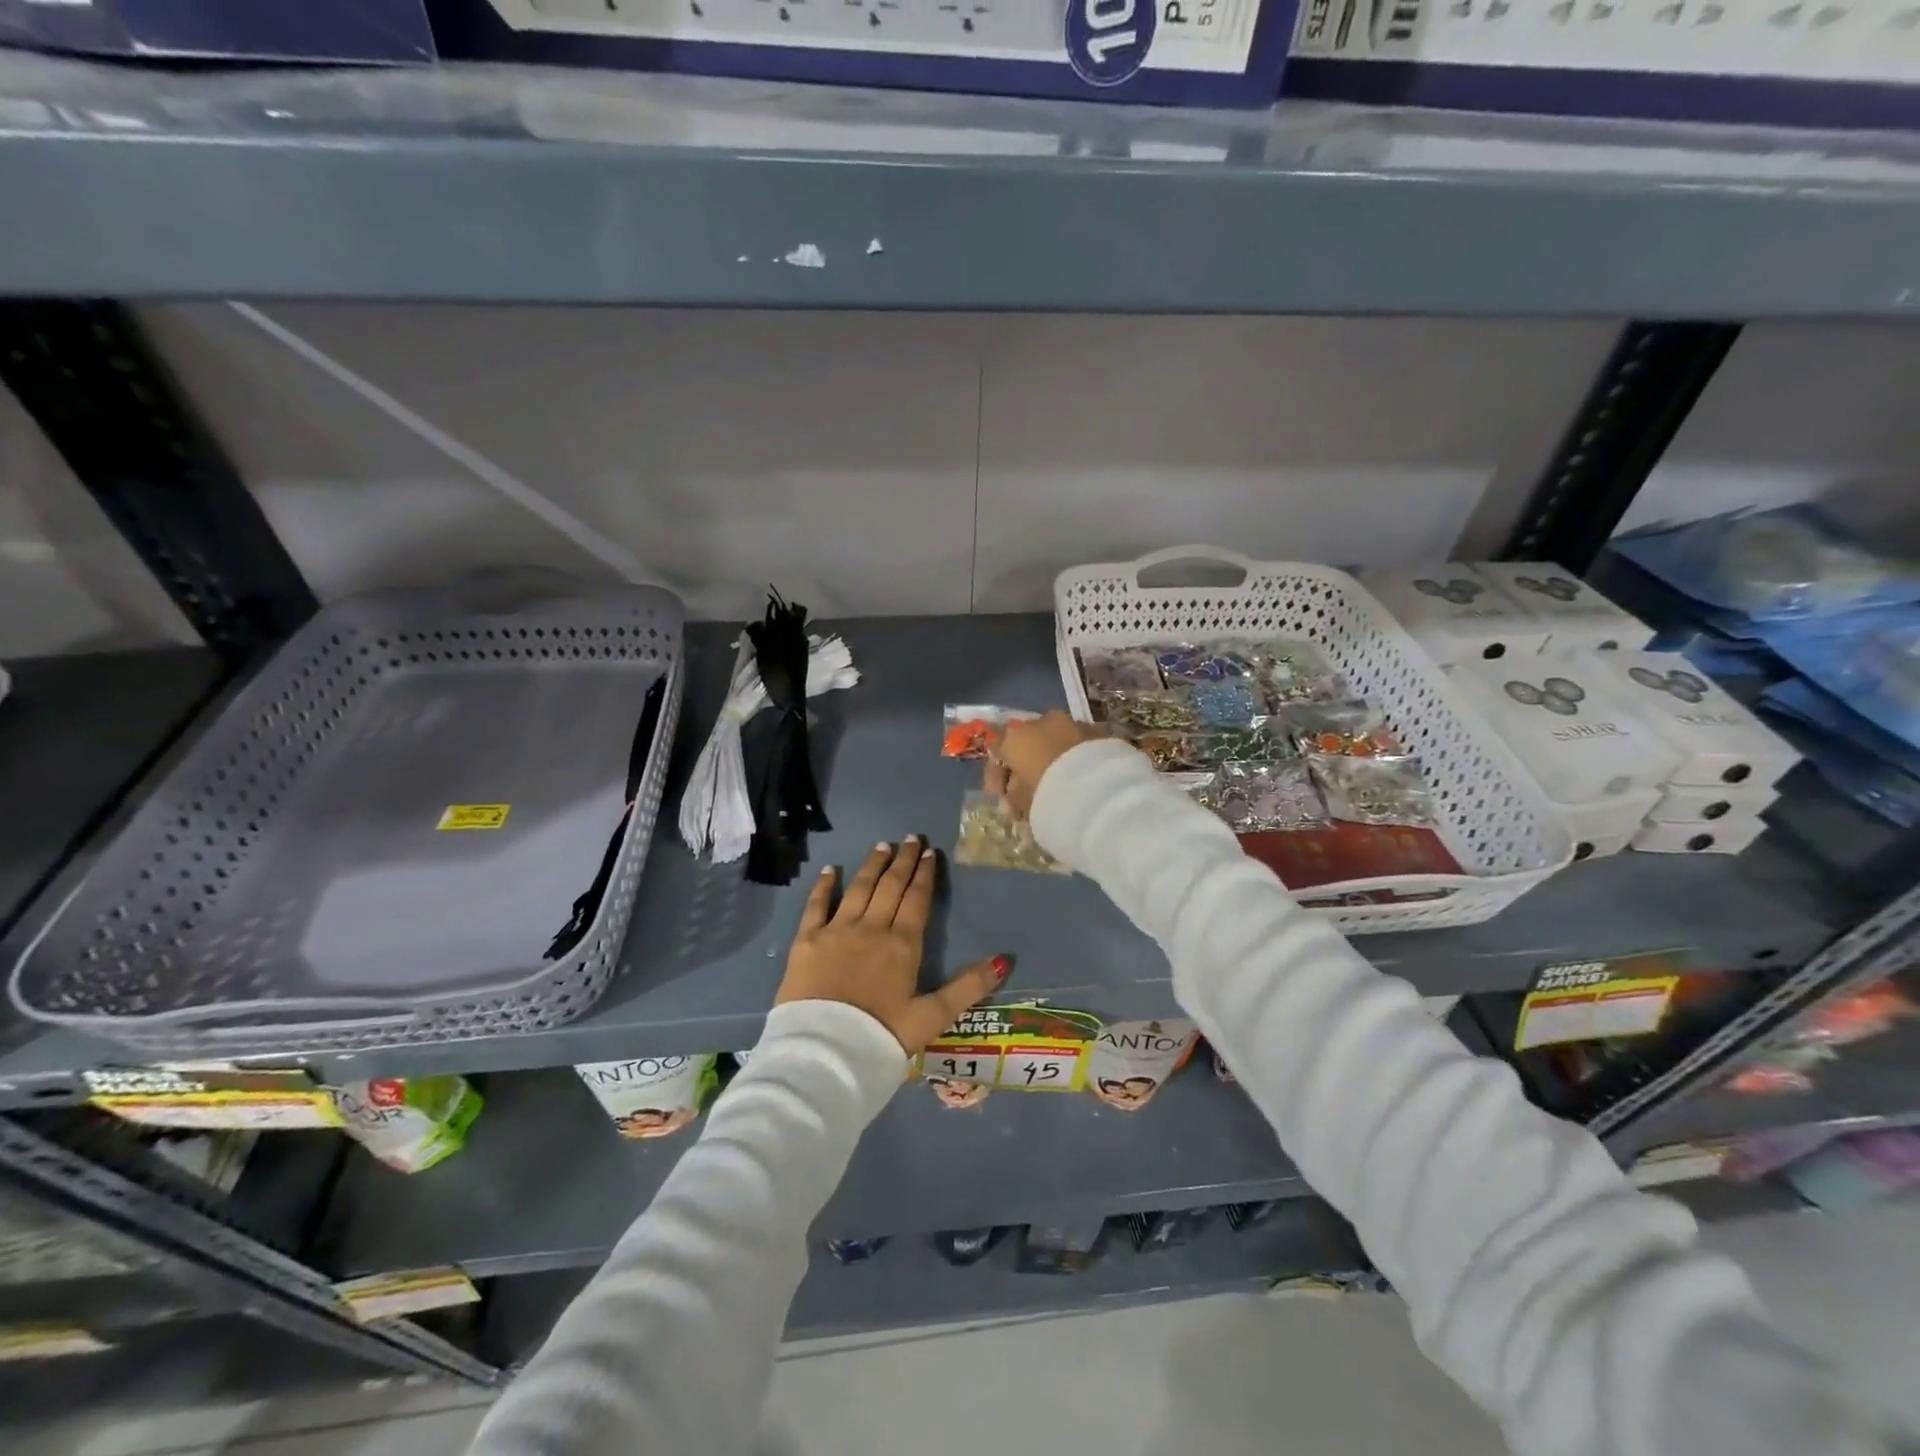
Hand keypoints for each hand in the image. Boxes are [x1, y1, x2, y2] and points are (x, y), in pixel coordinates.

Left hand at [775, 837, 1008, 1054]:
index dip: (925, 874)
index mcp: (903, 945)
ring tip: (882, 846)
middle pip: (890, 886)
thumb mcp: (932, 1018)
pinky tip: (830, 870)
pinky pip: (816, 905)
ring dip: (871, 866)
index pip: (917, 899)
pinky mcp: (806, 941)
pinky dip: (824, 886)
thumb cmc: (881, 1038)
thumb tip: (1004, 960)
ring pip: (858, 889)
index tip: (930, 853)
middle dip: (902, 861)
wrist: (824, 1055)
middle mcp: (871, 928)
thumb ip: (968, 988)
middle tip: (911, 839)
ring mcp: (836, 931)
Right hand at [987, 710, 1108, 817]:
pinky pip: (1078, 744)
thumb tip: (1014, 793)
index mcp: (1015, 737)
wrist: (1100, 792)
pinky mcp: (1098, 732)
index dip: (997, 775)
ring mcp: (1072, 723)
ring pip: (1055, 739)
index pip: (996, 750)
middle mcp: (1041, 722)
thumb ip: (1013, 795)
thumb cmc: (1048, 797)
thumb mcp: (1021, 803)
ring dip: (1052, 756)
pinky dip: (1074, 757)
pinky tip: (1079, 777)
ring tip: (1059, 783)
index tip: (1001, 796)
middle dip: (1026, 762)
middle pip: (1027, 741)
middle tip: (1029, 788)